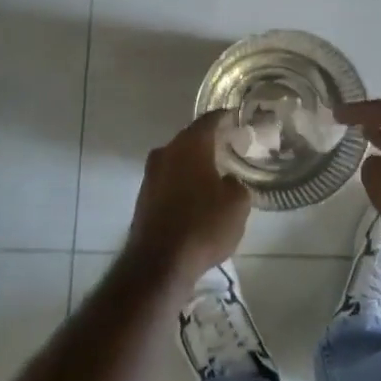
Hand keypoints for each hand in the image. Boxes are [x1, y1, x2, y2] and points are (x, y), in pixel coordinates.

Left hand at [127, 110, 251, 287]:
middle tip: (227, 146)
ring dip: (193, 164)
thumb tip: (226, 182)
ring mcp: (150, 176)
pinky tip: (195, 197)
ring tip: (214, 173)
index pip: (209, 120)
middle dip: (208, 141)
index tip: (235, 117)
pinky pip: (169, 181)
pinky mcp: (143, 198)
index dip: (224, 117)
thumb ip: (236, 185)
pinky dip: (182, 183)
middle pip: (190, 139)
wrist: (159, 264)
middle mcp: (166, 153)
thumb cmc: (203, 226)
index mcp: (190, 146)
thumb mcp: (237, 204)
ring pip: (177, 161)